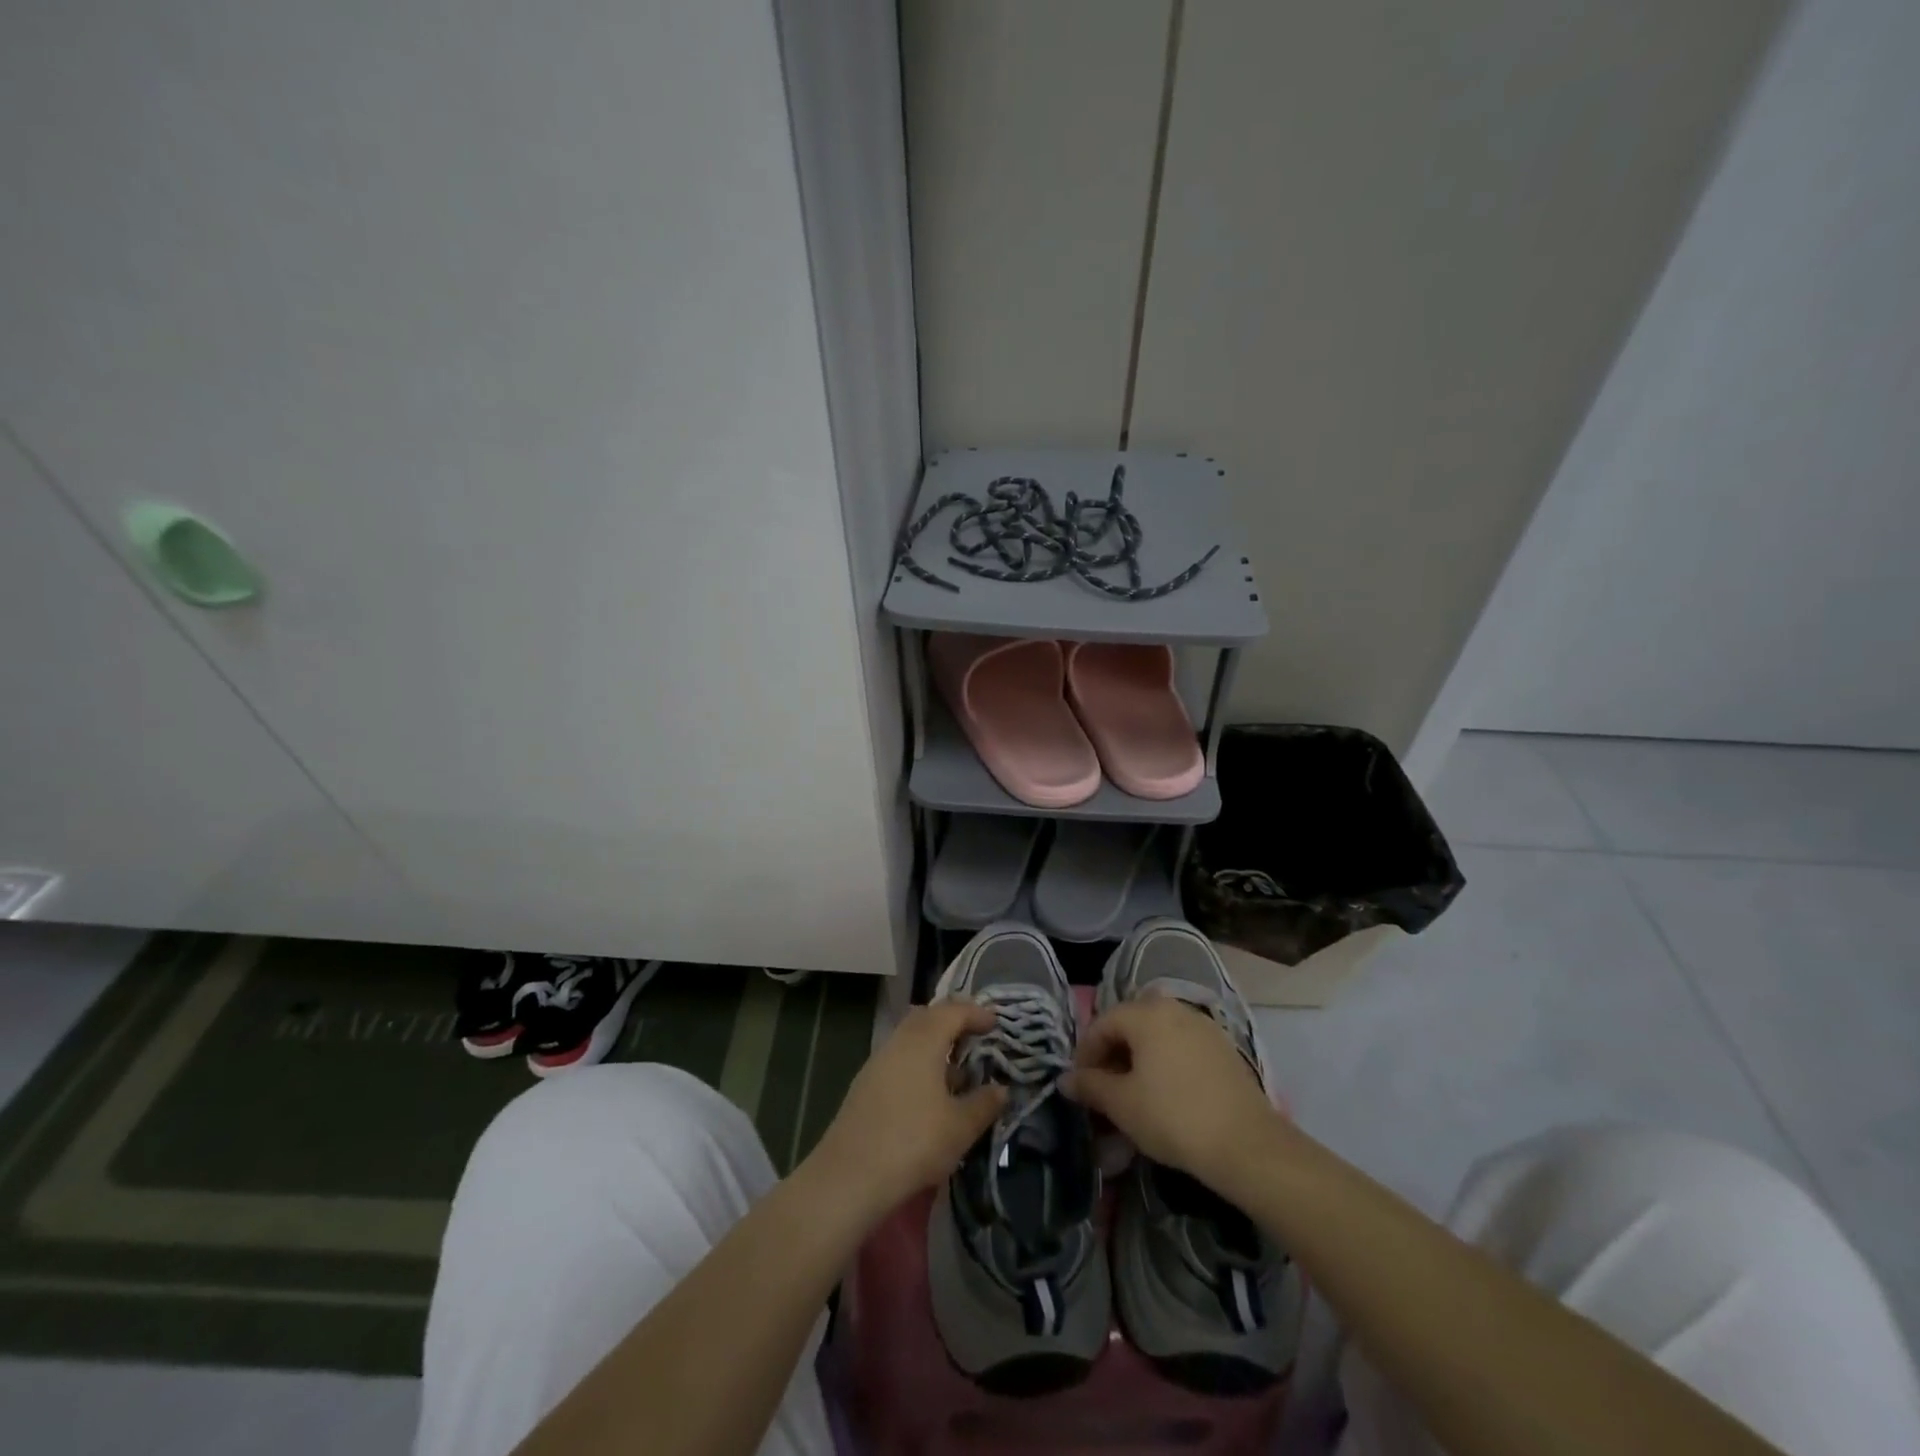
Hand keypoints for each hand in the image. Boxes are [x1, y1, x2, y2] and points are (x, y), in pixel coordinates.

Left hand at [805, 1001, 1006, 1220]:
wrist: (849, 1177)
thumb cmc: (913, 1142)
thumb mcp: (960, 1127)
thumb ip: (984, 1103)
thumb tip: (1001, 1089)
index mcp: (923, 1040)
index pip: (952, 1011)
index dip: (975, 1013)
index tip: (995, 1024)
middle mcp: (898, 1042)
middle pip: (927, 1017)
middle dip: (952, 1022)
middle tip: (975, 1037)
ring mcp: (877, 1063)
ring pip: (910, 1038)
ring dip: (934, 1046)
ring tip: (956, 1072)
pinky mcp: (865, 1086)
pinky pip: (898, 1059)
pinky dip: (918, 1063)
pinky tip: (929, 1094)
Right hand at [1064, 998, 1276, 1194]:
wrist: (1247, 1145)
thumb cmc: (1173, 1117)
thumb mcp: (1122, 1104)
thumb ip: (1090, 1086)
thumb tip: (1065, 1080)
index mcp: (1146, 1013)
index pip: (1102, 1023)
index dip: (1085, 1054)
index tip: (1081, 1085)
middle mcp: (1174, 1008)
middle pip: (1131, 1025)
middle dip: (1112, 1056)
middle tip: (1104, 1091)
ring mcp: (1203, 1027)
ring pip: (1157, 1037)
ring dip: (1139, 1061)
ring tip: (1133, 1096)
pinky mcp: (1223, 1049)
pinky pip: (1181, 1048)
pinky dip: (1165, 1065)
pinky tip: (1165, 1096)